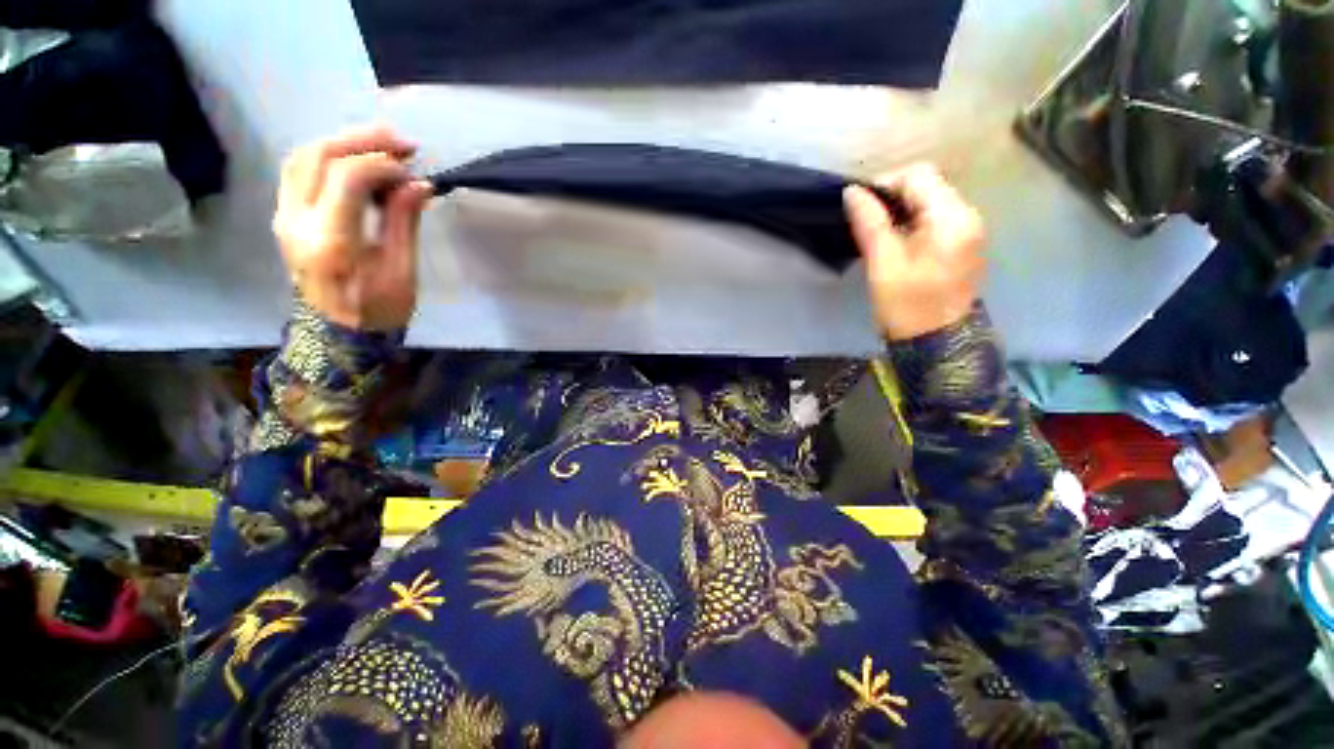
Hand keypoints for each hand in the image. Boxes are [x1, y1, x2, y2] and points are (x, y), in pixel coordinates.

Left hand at [273, 126, 433, 330]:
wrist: (339, 335)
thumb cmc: (378, 309)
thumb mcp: (401, 271)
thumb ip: (403, 222)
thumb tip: (419, 184)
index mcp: (331, 242)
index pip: (347, 178)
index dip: (383, 165)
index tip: (413, 172)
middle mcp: (297, 222)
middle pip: (318, 155)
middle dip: (363, 140)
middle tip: (403, 143)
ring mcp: (285, 216)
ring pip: (302, 156)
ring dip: (343, 142)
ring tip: (382, 146)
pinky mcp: (286, 216)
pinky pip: (299, 170)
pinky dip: (329, 156)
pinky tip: (357, 162)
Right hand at [843, 164, 985, 340]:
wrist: (935, 342)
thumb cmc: (906, 304)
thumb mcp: (883, 262)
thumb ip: (870, 223)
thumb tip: (852, 191)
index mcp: (951, 217)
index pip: (919, 175)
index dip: (886, 183)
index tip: (861, 207)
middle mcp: (968, 215)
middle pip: (929, 184)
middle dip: (894, 196)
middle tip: (867, 222)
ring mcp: (970, 230)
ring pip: (932, 201)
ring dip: (903, 209)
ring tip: (879, 233)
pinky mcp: (965, 244)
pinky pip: (938, 218)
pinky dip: (915, 221)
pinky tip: (898, 242)